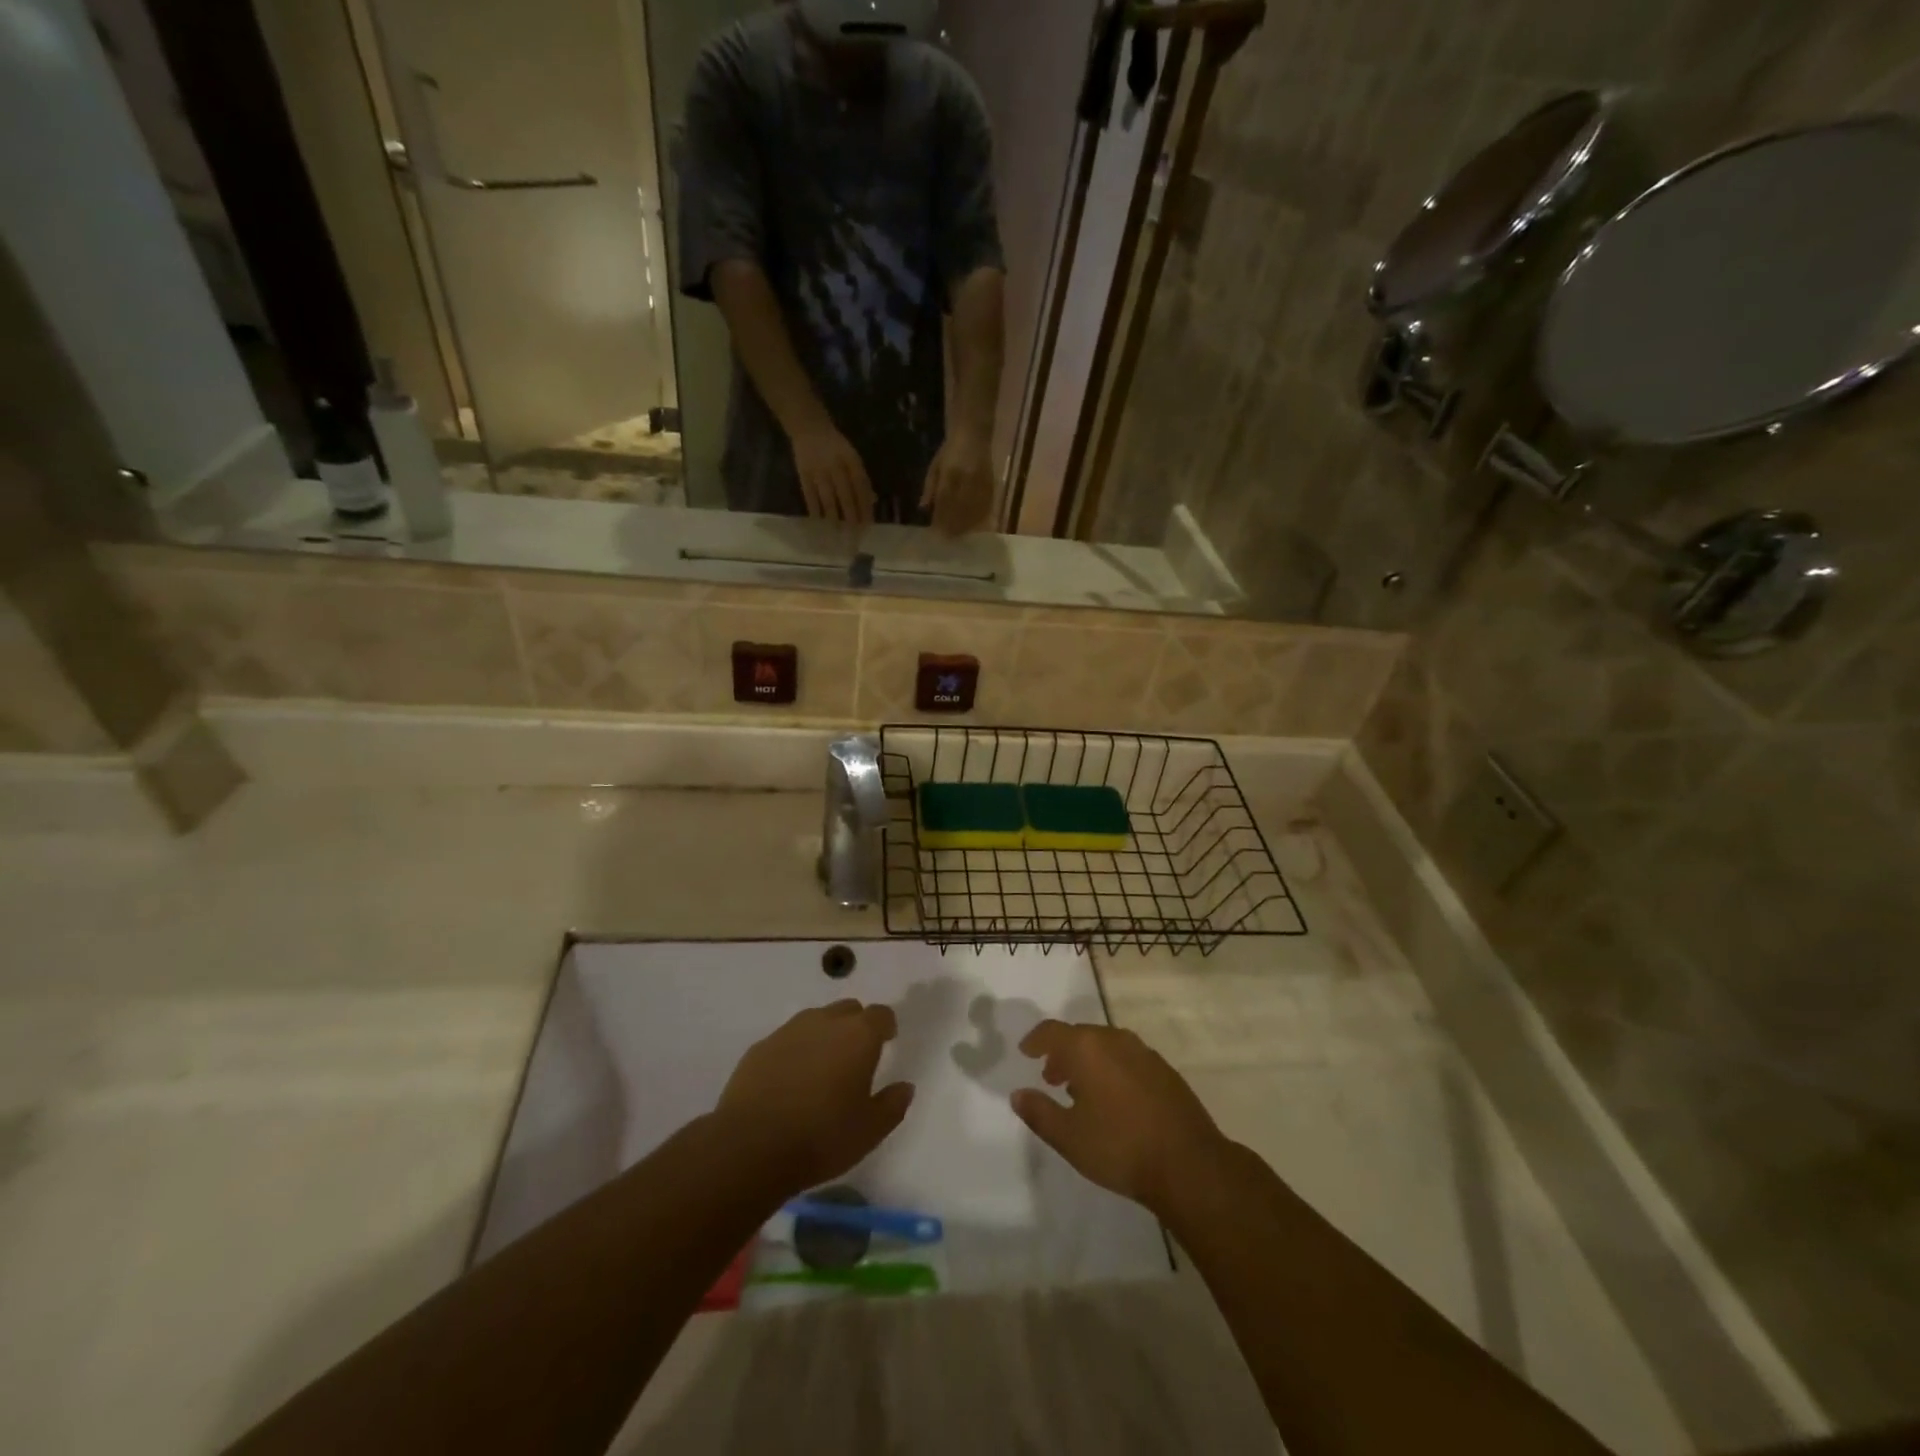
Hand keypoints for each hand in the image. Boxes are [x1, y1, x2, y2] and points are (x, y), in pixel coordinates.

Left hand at [715, 1001, 913, 1193]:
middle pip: (848, 1010)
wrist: (750, 1146)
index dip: (886, 1026)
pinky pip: (787, 1039)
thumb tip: (905, 1086)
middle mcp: (825, 1021)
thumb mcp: (870, 1130)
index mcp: (858, 1035)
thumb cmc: (821, 1137)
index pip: (880, 1014)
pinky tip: (789, 1081)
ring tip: (821, 1069)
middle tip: (855, 1057)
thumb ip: (893, 1104)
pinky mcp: (760, 1047)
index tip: (887, 1042)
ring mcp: (789, 1031)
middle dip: (855, 1026)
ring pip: (815, 1021)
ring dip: (824, 1036)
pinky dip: (795, 1052)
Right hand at [791, 423, 873, 523]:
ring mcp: (819, 470)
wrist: (809, 427)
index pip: (861, 488)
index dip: (865, 507)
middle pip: (846, 496)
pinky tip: (819, 522)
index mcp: (851, 460)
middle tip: (855, 535)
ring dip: (834, 517)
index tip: (868, 524)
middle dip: (852, 517)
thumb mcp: (852, 456)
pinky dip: (814, 510)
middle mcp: (836, 466)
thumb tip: (872, 501)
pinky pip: (809, 495)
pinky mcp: (803, 474)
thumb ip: (861, 478)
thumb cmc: (835, 446)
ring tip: (838, 533)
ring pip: (828, 498)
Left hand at [920, 429, 996, 535]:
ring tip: (959, 536)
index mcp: (950, 472)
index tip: (935, 532)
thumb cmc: (950, 450)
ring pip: (973, 510)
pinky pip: (986, 506)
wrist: (973, 433)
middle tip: (947, 539)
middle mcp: (967, 478)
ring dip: (966, 525)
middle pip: (959, 508)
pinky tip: (974, 527)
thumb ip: (929, 487)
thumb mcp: (935, 466)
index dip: (940, 517)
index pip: (944, 500)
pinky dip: (980, 518)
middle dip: (953, 525)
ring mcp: (981, 483)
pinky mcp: (991, 485)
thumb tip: (923, 508)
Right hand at [1011, 1021, 1228, 1216]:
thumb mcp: (1068, 1137)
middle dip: (1062, 1053)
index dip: (1035, 1040)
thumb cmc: (1119, 1147)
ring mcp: (1144, 1053)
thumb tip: (1018, 1094)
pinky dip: (1112, 1069)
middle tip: (1051, 1078)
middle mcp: (1115, 1040)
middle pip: (1080, 1036)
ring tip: (1081, 1091)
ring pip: (1106, 1046)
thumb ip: (1039, 1112)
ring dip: (1088, 1061)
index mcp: (1087, 1048)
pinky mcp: (1165, 1071)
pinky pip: (1127, 1059)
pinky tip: (1114, 1100)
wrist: (1188, 1164)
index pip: (1052, 1031)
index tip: (1026, 1052)